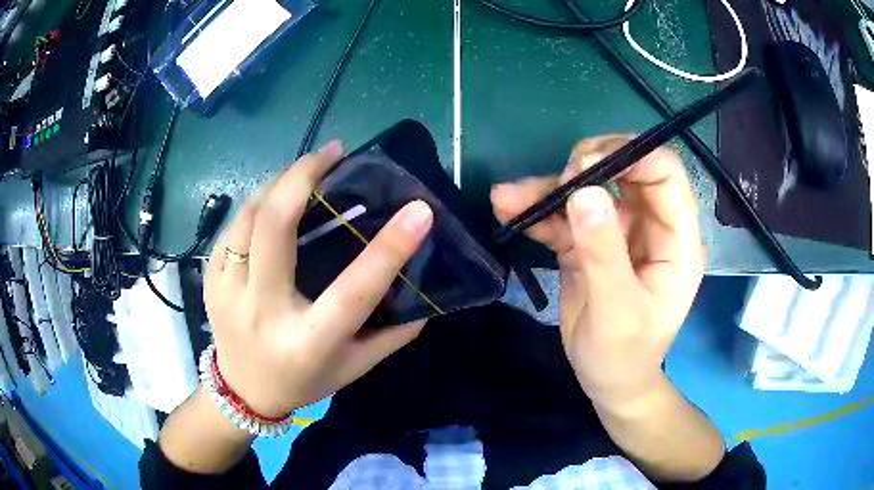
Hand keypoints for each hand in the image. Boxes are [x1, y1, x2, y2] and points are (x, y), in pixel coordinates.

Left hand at [204, 141, 433, 417]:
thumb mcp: (354, 368)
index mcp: (307, 341)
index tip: (420, 209)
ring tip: (307, 167)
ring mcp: (227, 293)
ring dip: (279, 183)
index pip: (353, 292)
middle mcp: (262, 312)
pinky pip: (233, 229)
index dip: (389, 248)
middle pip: (275, 228)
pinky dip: (257, 204)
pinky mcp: (210, 280)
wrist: (241, 392)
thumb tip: (427, 295)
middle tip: (333, 152)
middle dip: (302, 177)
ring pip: (249, 217)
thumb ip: (392, 335)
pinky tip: (276, 197)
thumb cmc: (303, 381)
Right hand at [491, 135, 703, 411]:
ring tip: (510, 196)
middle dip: (587, 166)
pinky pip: (565, 216)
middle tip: (557, 182)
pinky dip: (537, 211)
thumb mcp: (618, 312)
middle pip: (626, 170)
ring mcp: (619, 232)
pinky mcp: (590, 243)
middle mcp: (651, 226)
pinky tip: (508, 209)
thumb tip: (584, 194)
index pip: (665, 174)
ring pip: (589, 190)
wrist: (607, 382)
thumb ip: (604, 254)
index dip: (632, 156)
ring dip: (550, 189)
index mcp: (676, 240)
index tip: (587, 163)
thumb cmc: (625, 356)